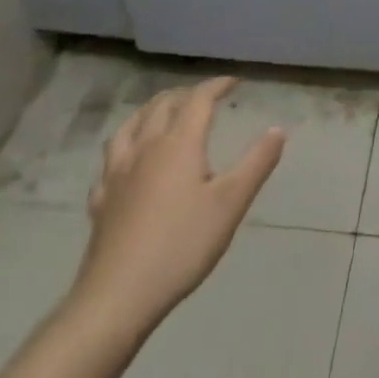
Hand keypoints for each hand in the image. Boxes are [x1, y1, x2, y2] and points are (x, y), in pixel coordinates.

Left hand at [67, 78, 283, 339]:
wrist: (118, 296)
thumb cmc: (182, 244)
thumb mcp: (232, 203)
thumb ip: (257, 162)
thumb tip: (277, 129)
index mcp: (179, 144)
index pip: (198, 100)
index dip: (216, 85)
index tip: (234, 81)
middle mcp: (145, 148)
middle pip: (161, 106)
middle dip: (185, 94)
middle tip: (204, 95)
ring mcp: (117, 174)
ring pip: (130, 126)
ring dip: (150, 110)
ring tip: (162, 112)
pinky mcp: (101, 201)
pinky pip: (110, 161)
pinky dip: (124, 147)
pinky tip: (127, 161)